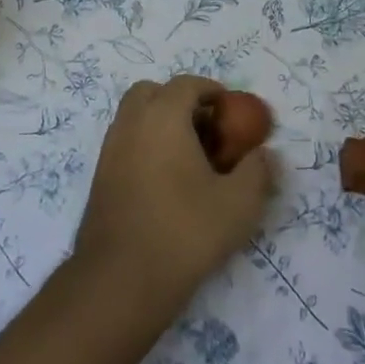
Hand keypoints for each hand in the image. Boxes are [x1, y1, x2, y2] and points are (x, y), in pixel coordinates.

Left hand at [73, 75, 275, 317]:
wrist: (122, 279)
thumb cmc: (185, 231)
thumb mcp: (239, 204)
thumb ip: (258, 171)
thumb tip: (264, 155)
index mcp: (162, 117)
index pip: (186, 84)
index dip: (212, 91)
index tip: (231, 111)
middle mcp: (131, 124)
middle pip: (151, 92)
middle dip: (179, 101)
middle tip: (206, 129)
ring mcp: (109, 150)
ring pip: (134, 118)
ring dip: (160, 124)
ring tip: (190, 158)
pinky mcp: (100, 178)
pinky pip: (125, 144)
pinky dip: (145, 147)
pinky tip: (167, 183)